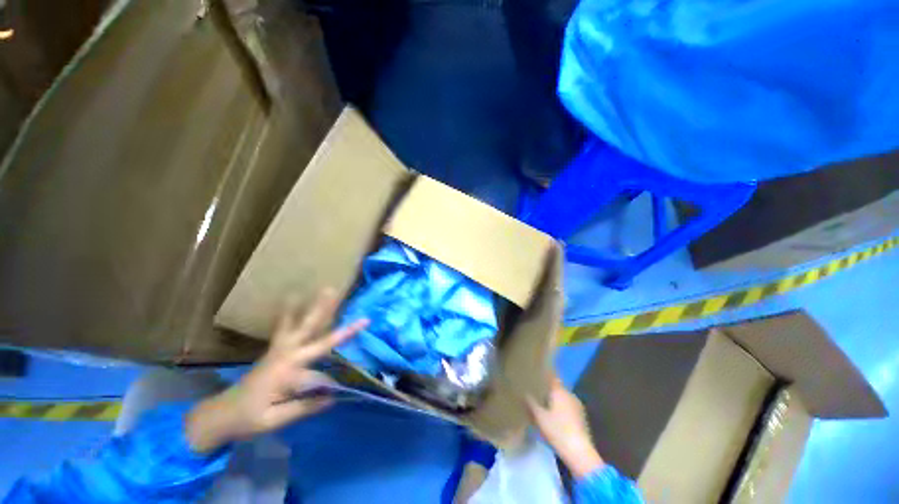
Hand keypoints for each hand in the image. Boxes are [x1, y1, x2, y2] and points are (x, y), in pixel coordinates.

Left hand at [187, 289, 367, 452]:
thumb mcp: (274, 420)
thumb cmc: (247, 419)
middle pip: (311, 330)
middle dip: (326, 312)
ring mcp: (280, 349)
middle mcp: (286, 354)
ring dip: (314, 306)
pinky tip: (294, 297)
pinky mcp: (276, 349)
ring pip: (302, 323)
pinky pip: (285, 326)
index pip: (319, 374)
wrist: (219, 414)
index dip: (330, 385)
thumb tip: (333, 396)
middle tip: (337, 292)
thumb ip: (304, 407)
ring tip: (325, 289)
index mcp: (286, 372)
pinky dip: (291, 311)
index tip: (338, 393)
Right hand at [526, 376, 603, 478]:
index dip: (543, 375)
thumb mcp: (539, 416)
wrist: (579, 453)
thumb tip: (524, 391)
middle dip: (546, 389)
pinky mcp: (581, 418)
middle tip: (534, 390)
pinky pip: (567, 407)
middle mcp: (570, 395)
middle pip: (556, 388)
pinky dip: (559, 408)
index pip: (551, 377)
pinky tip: (552, 416)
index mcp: (560, 391)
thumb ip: (530, 402)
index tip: (534, 374)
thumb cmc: (557, 431)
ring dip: (553, 400)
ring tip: (541, 403)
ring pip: (562, 398)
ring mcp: (577, 407)